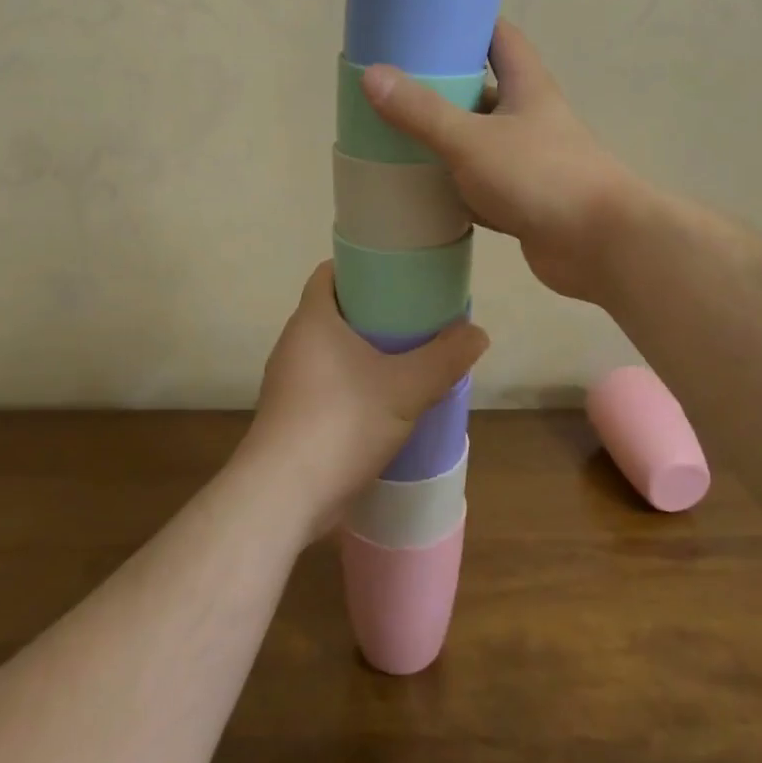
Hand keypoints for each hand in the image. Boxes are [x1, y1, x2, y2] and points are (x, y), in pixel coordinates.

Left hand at [240, 263, 487, 540]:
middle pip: (335, 311)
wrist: (283, 496)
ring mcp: (288, 382)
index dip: (362, 266)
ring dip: (365, 352)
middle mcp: (294, 343)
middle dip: (373, 311)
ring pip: (332, 350)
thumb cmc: (342, 422)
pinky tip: (384, 402)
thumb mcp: (406, 388)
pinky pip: (327, 383)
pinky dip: (354, 383)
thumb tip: (478, 333)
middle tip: (415, 317)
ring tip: (407, 358)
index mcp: (313, 319)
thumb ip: (445, 358)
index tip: (397, 274)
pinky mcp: (292, 416)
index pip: (330, 272)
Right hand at [361, 19, 634, 302]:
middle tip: (394, 87)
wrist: (601, 245)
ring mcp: (528, 162)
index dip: (469, 24)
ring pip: (479, 142)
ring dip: (445, 141)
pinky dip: (454, 188)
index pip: (501, 38)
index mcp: (526, 87)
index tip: (428, 23)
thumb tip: (372, 74)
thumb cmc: (541, 176)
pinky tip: (422, 192)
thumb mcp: (472, 139)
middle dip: (444, 87)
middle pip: (483, 91)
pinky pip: (480, 187)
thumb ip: (422, 111)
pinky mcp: (523, 202)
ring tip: (395, 138)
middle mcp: (530, 118)